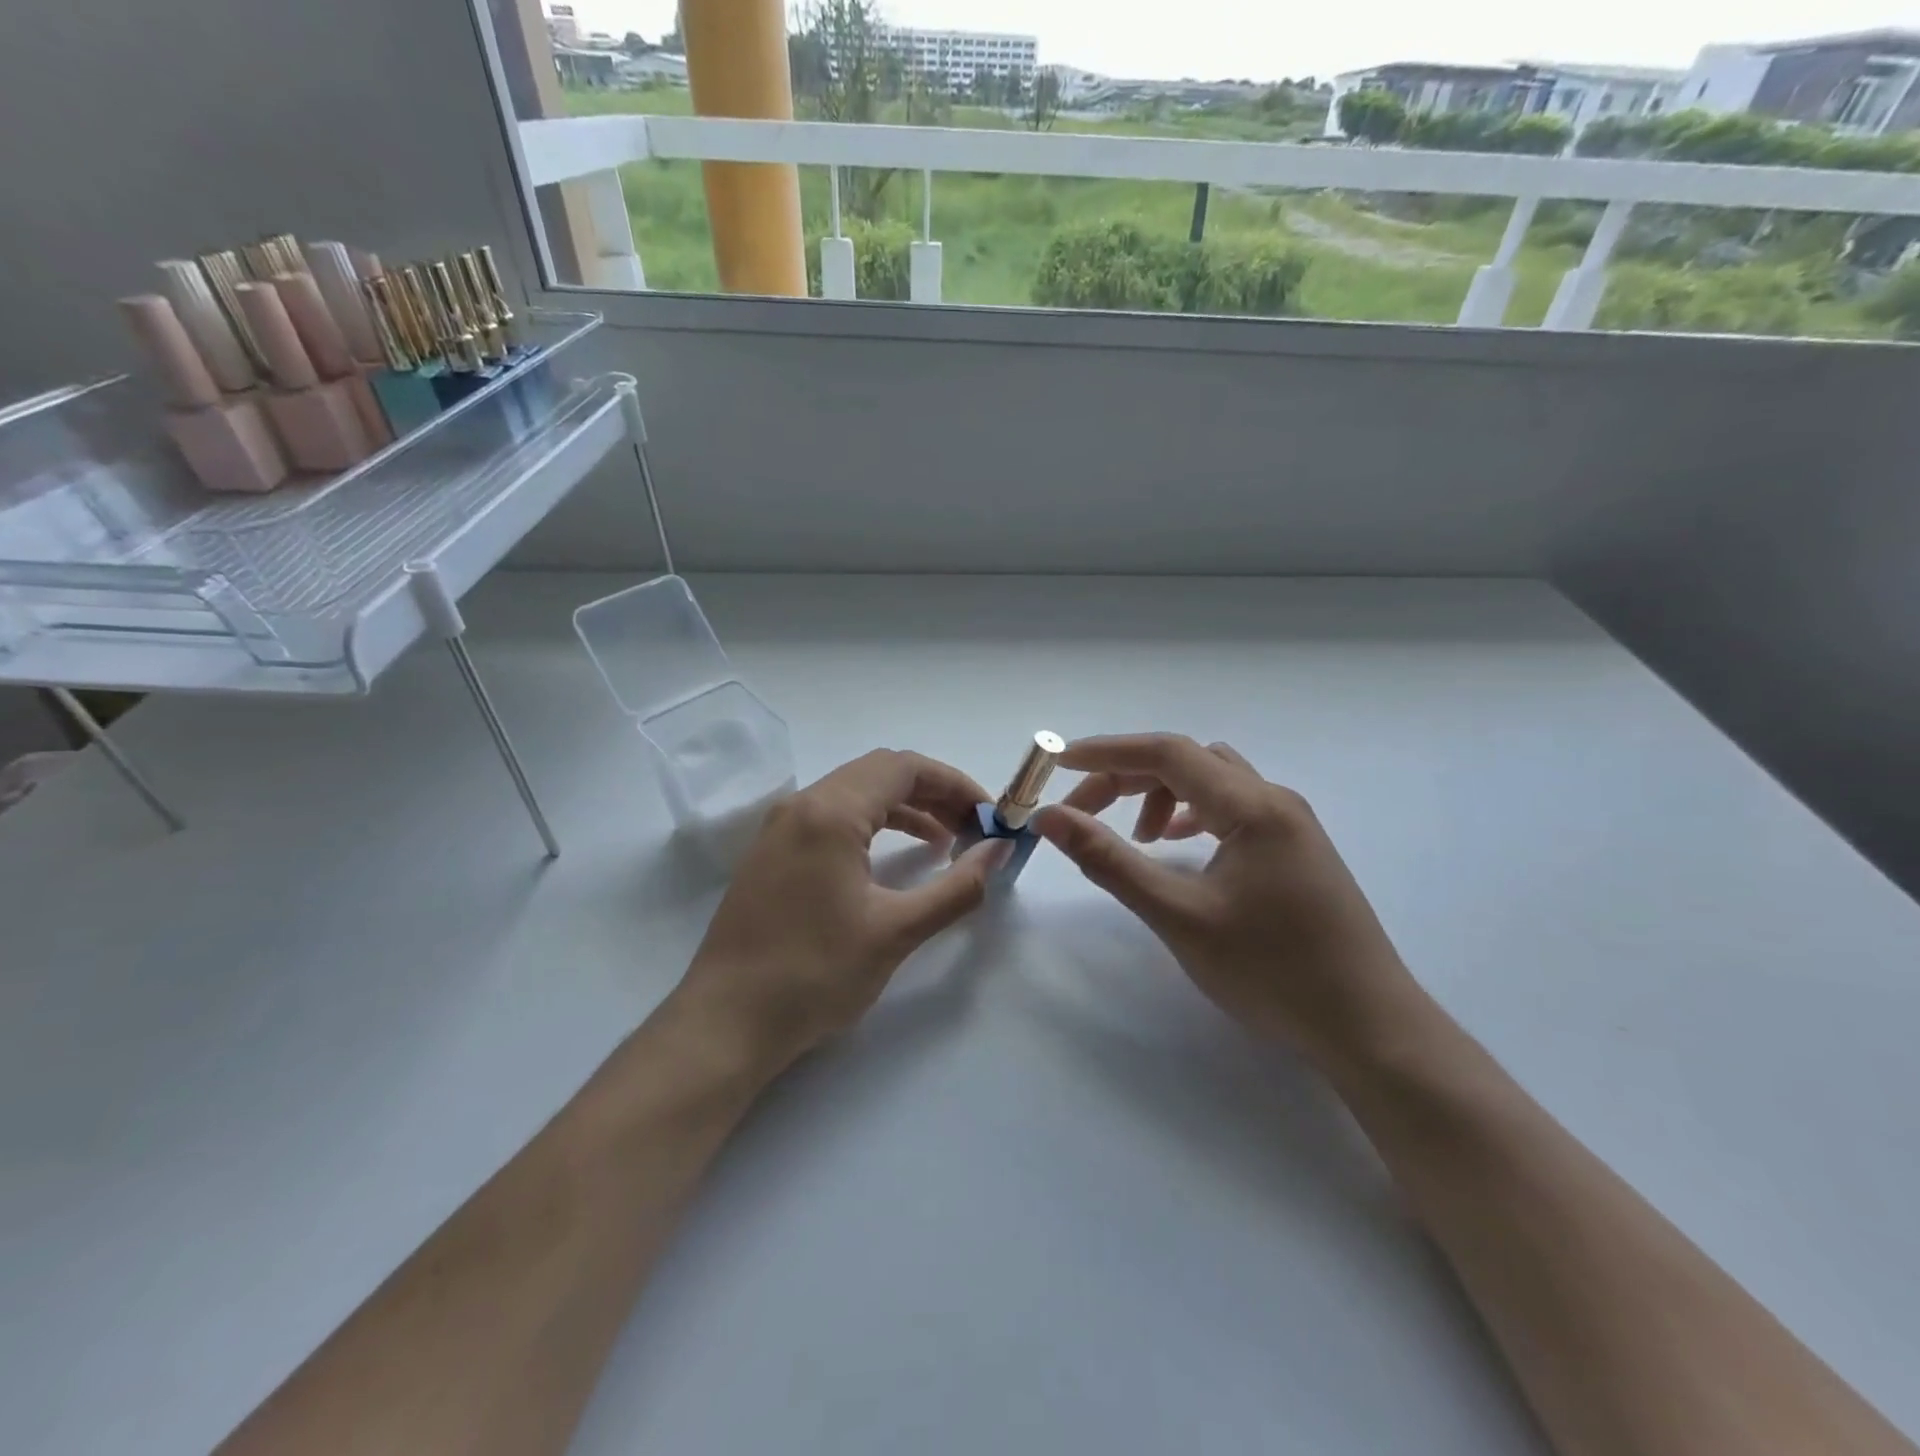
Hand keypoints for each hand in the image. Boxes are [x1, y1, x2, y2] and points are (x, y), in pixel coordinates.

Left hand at [670, 749, 1006, 1079]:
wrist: (726, 1023)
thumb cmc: (814, 975)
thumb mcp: (896, 931)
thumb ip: (956, 887)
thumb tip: (999, 852)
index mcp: (830, 812)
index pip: (905, 768)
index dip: (955, 783)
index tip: (990, 815)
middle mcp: (802, 805)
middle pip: (880, 773)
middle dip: (934, 793)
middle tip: (973, 827)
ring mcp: (781, 827)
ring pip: (855, 794)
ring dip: (904, 808)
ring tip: (945, 842)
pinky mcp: (772, 853)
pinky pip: (832, 818)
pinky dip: (873, 826)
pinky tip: (896, 857)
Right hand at [1033, 734, 1421, 1067]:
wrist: (1369, 1028)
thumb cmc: (1271, 972)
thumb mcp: (1179, 915)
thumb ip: (1110, 860)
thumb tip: (1051, 818)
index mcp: (1252, 806)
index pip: (1167, 752)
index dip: (1107, 751)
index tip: (1057, 762)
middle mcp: (1274, 800)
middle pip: (1187, 761)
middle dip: (1128, 777)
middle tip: (1083, 813)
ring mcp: (1290, 824)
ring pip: (1211, 782)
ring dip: (1162, 794)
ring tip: (1137, 838)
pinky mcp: (1294, 849)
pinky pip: (1232, 808)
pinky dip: (1192, 814)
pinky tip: (1178, 846)